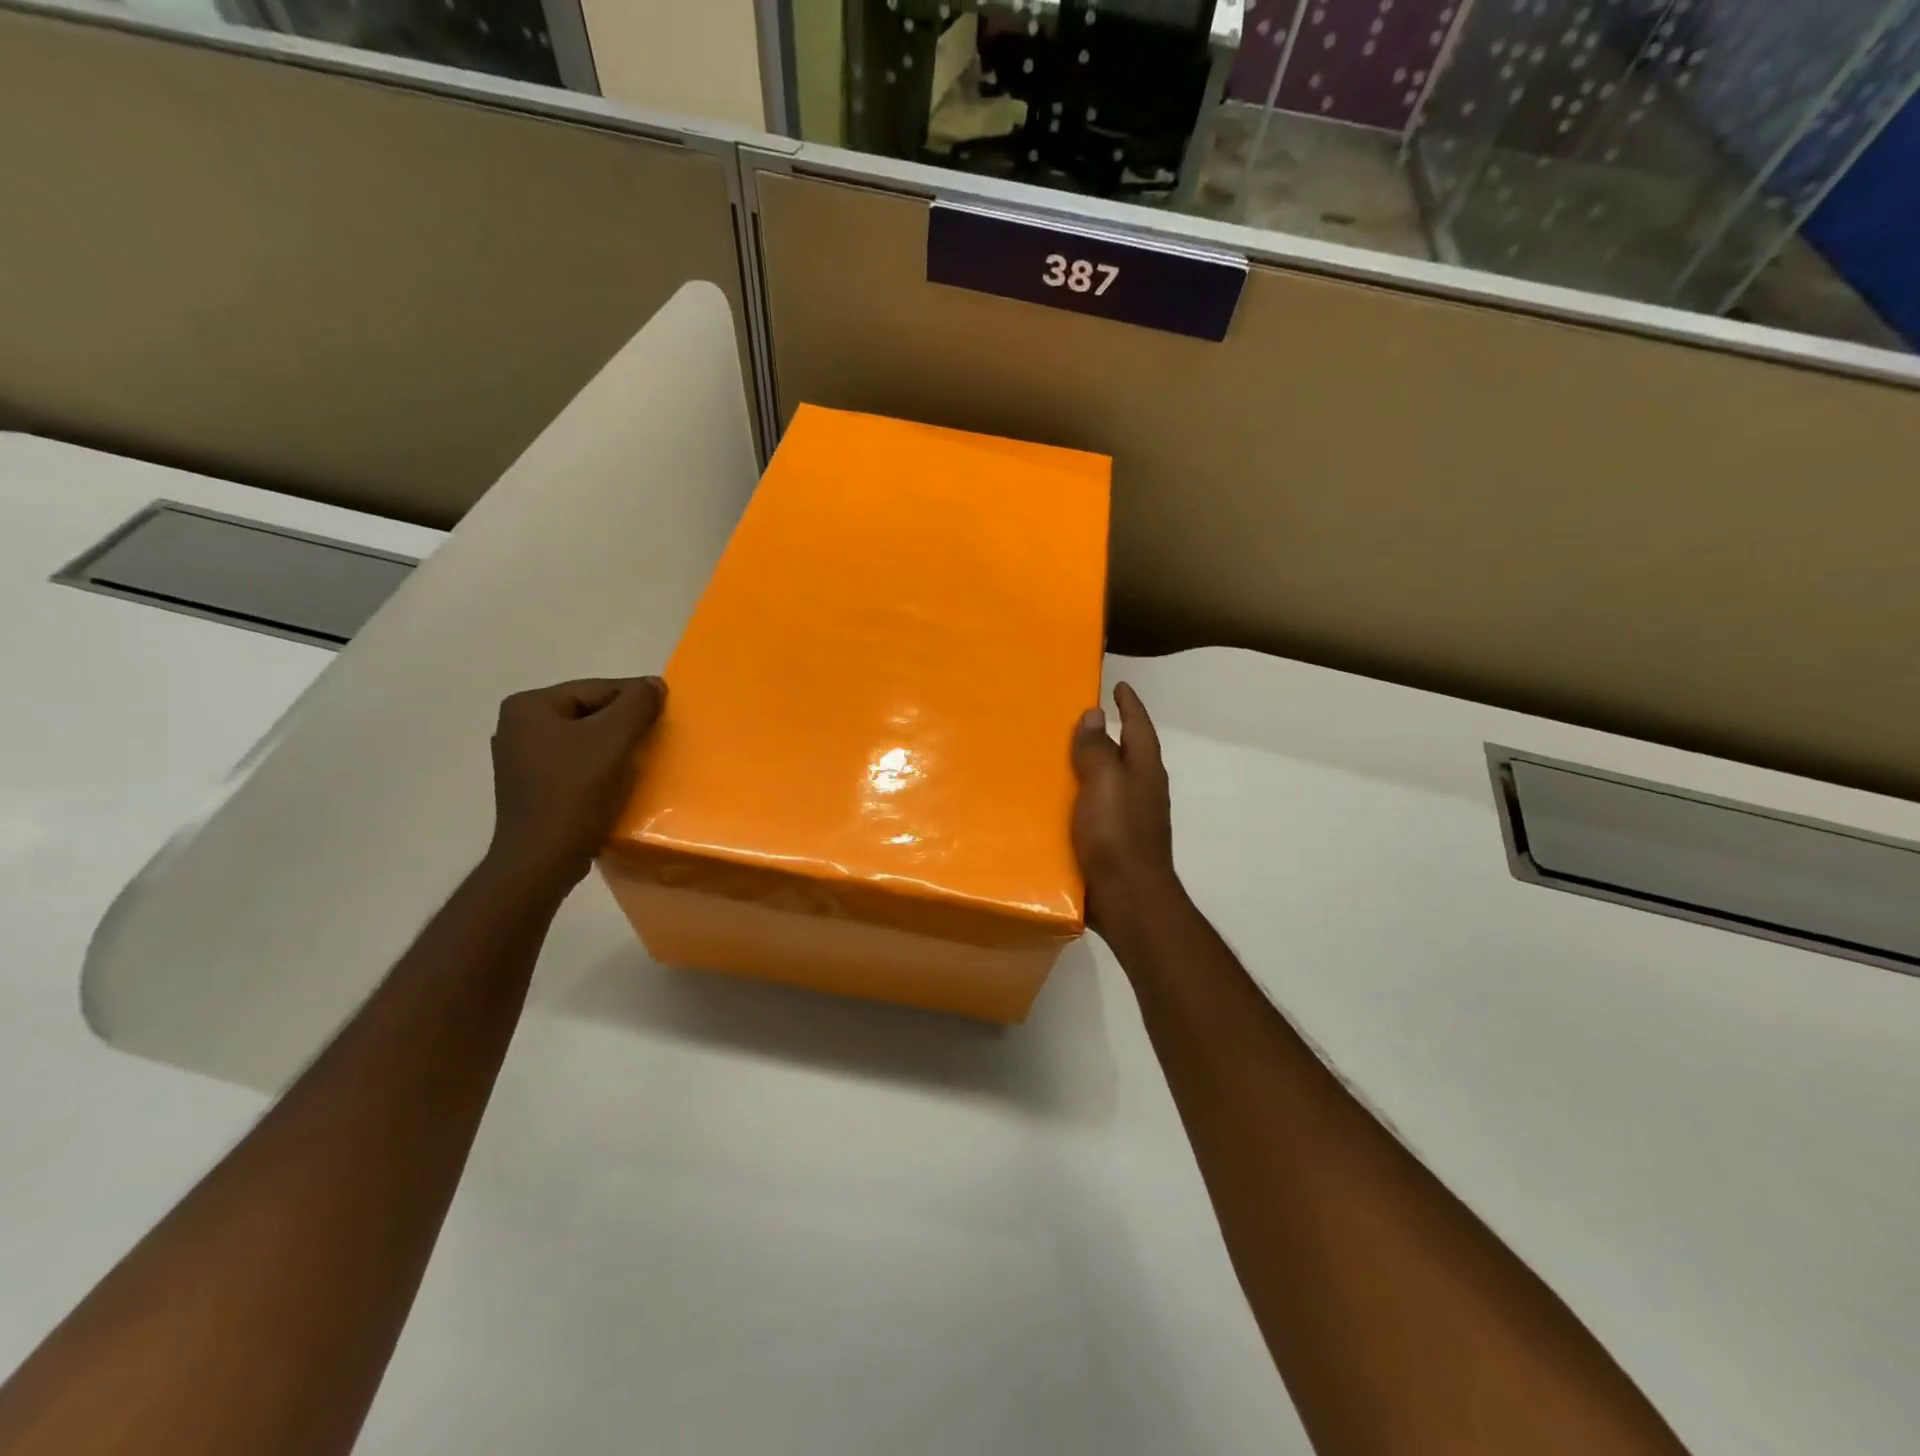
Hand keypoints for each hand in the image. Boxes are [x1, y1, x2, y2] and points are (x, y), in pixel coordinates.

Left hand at [486, 677, 665, 890]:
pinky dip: (599, 766)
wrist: (543, 859)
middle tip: (657, 737)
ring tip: (642, 760)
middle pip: (589, 713)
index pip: (597, 689)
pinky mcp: (531, 787)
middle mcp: (517, 726)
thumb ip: (638, 704)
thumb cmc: (575, 792)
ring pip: (584, 739)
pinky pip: (574, 763)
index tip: (667, 713)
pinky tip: (617, 780)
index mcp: (529, 706)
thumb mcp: (614, 739)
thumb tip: (654, 684)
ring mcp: (521, 759)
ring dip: (614, 746)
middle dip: (624, 724)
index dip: (636, 699)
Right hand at [1070, 681, 1181, 934]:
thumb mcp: (1104, 784)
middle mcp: (1141, 792)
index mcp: (1144, 772)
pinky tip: (1054, 804)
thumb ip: (1097, 750)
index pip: (1139, 728)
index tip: (1120, 685)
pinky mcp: (1112, 844)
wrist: (1127, 900)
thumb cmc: (1117, 835)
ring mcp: (1128, 820)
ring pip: (1107, 784)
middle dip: (1107, 736)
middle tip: (1077, 719)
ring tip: (1056, 758)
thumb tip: (1095, 715)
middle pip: (1125, 754)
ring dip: (1089, 769)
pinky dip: (1078, 800)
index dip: (1130, 706)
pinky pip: (1093, 811)